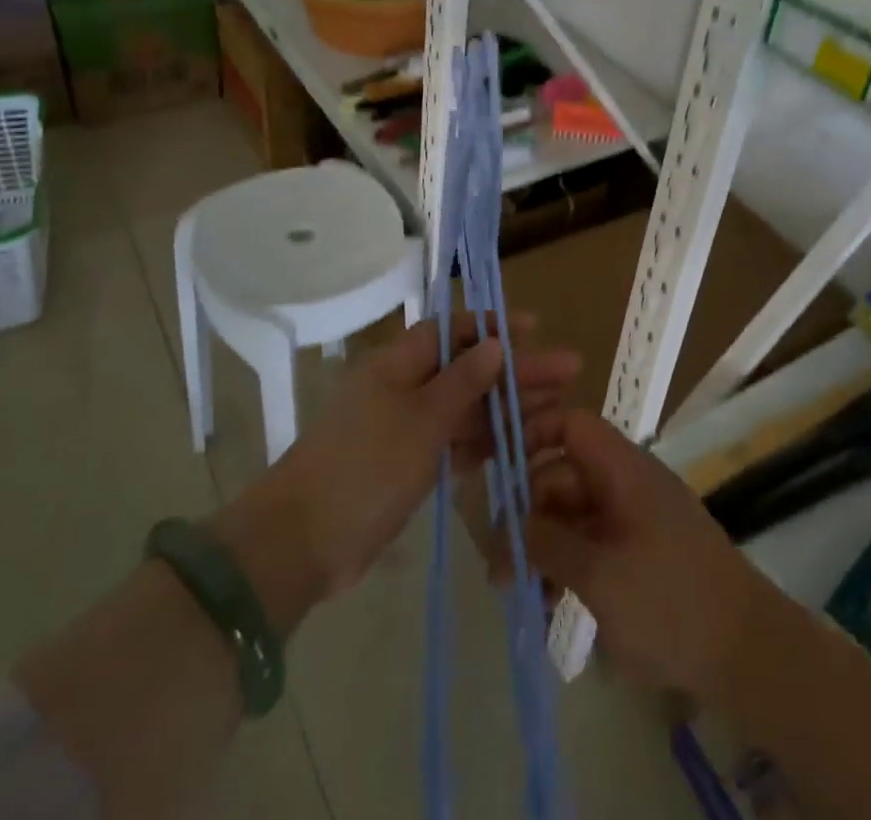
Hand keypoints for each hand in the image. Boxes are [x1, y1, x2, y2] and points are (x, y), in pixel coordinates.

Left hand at [211, 313, 578, 632]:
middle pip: (468, 370)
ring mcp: (407, 430)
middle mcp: (404, 389)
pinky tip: (523, 443)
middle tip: (568, 370)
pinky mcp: (410, 467)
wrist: (302, 543)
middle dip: (516, 370)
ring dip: (509, 408)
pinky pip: (457, 444)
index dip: (492, 327)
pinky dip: (487, 442)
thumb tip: (494, 343)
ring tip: (559, 408)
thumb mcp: (421, 419)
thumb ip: (463, 382)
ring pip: (467, 409)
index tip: (534, 330)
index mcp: (398, 364)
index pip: (451, 331)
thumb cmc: (365, 466)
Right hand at [511, 409, 778, 704]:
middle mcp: (626, 484)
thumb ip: (550, 544)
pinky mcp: (639, 554)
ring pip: (573, 516)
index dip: (534, 436)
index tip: (501, 474)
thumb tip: (513, 524)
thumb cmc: (670, 602)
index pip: (572, 425)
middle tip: (499, 568)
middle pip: (564, 476)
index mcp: (623, 470)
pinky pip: (592, 545)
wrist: (747, 652)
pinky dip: (568, 567)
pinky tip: (549, 607)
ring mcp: (634, 520)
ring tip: (519, 596)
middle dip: (528, 515)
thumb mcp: (600, 575)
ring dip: (544, 548)